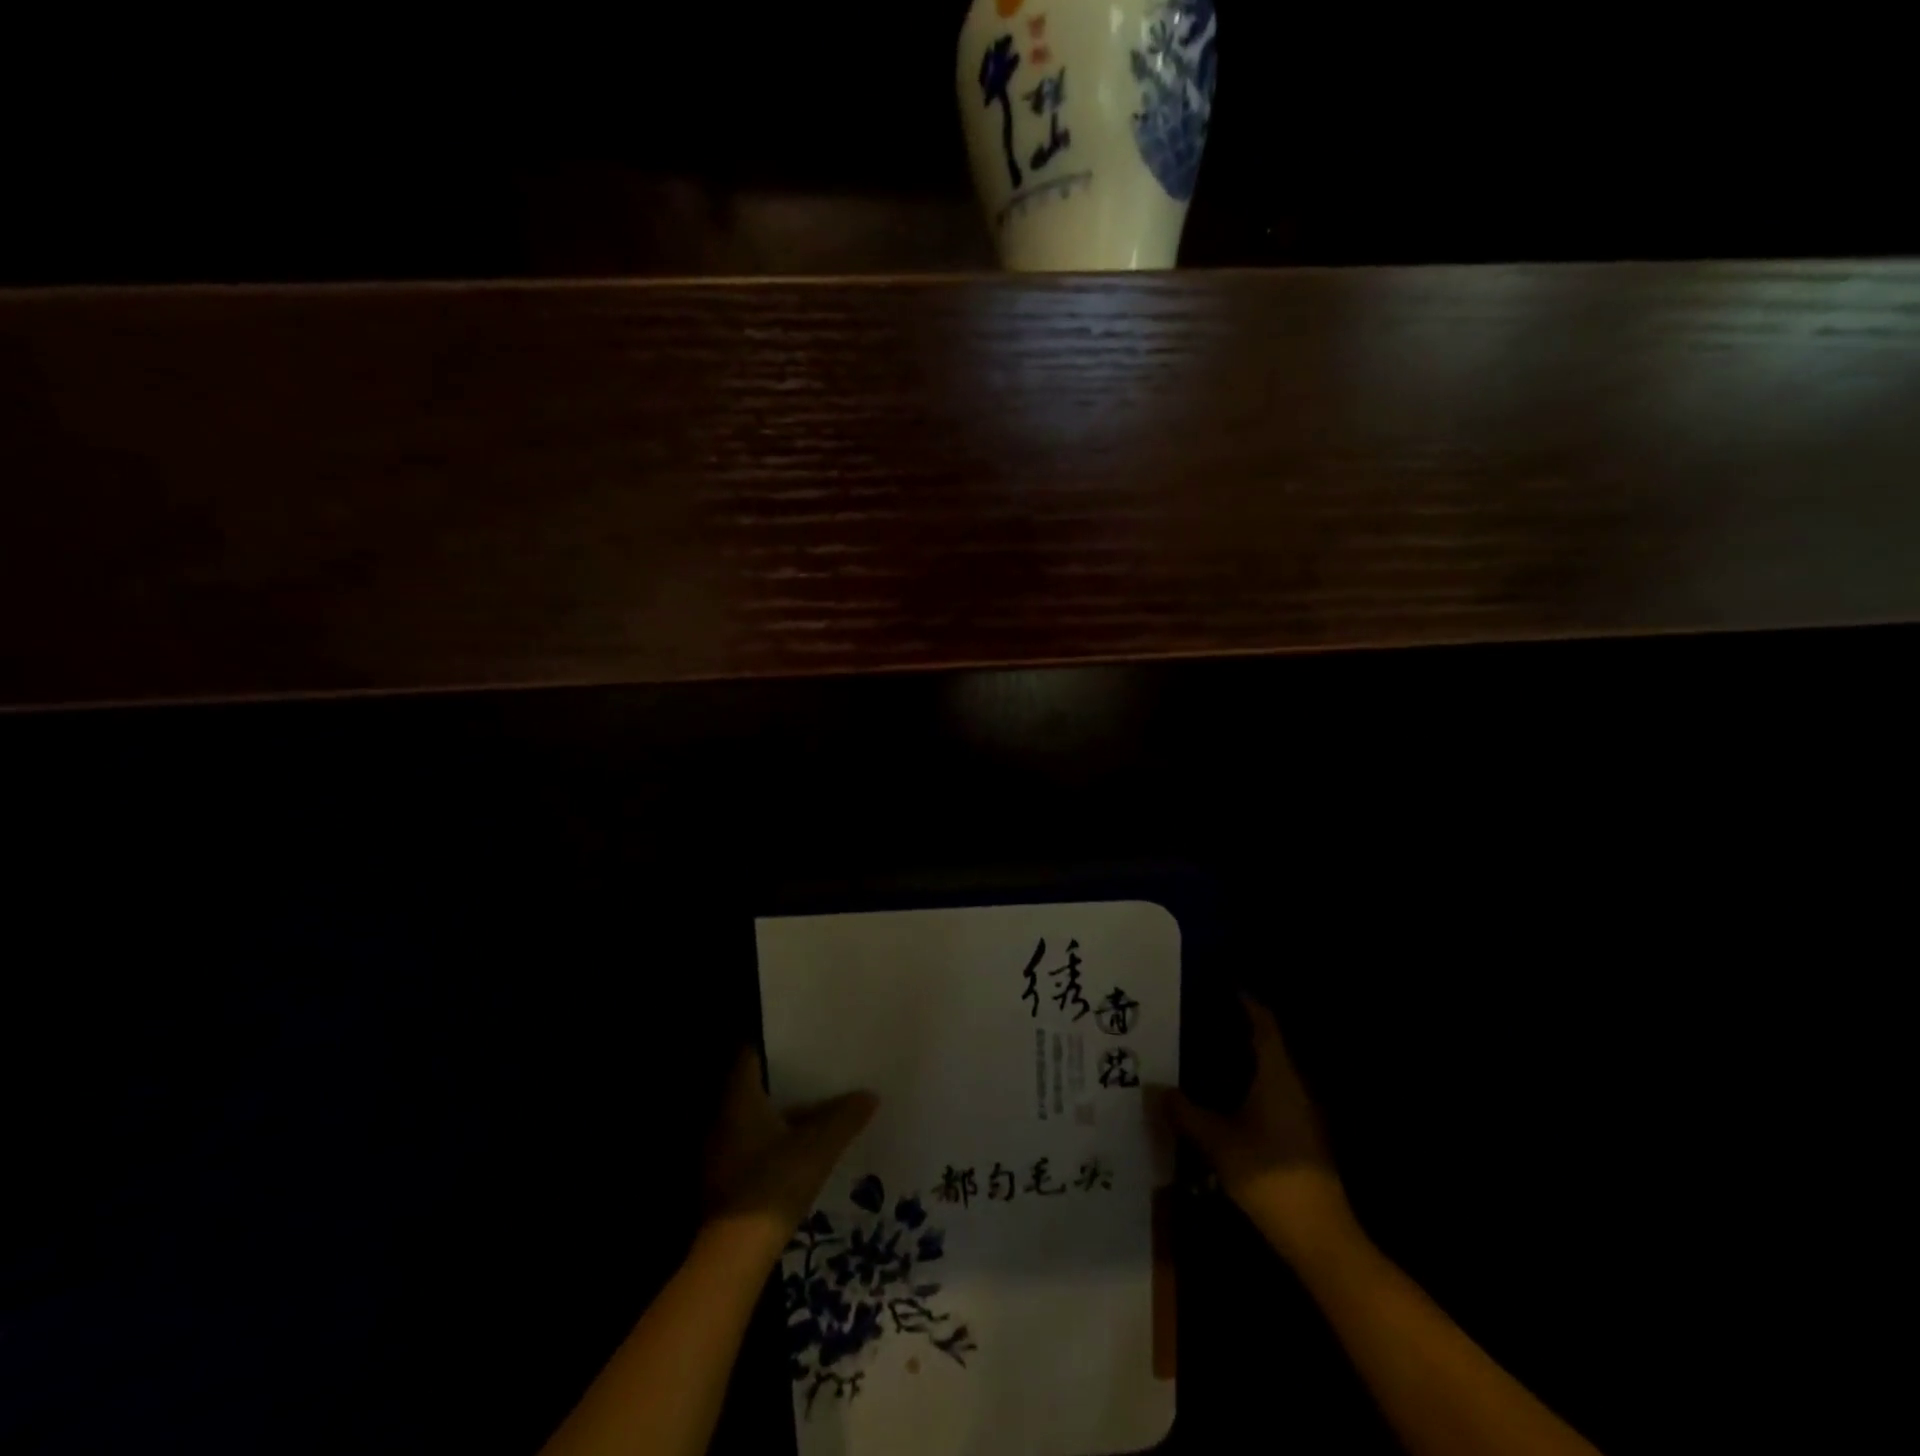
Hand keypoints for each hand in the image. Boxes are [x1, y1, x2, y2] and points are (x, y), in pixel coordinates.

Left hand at [702, 1049, 878, 1258]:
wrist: (736, 1255)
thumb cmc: (775, 1183)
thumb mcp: (819, 1147)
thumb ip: (845, 1118)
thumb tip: (870, 1095)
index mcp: (739, 1099)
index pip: (750, 1055)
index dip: (773, 1044)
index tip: (800, 1039)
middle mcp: (722, 1117)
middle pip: (752, 1086)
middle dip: (782, 1080)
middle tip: (816, 1071)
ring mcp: (719, 1150)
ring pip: (752, 1118)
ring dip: (778, 1113)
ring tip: (814, 1108)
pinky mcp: (724, 1179)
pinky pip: (750, 1145)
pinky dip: (770, 1140)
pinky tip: (797, 1148)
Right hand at [1167, 995, 1357, 1264]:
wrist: (1318, 1235)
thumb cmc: (1268, 1174)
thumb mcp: (1216, 1141)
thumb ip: (1184, 1112)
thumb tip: (1155, 1089)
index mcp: (1278, 1075)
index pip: (1264, 1024)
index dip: (1246, 1002)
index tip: (1221, 986)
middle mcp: (1294, 1085)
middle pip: (1268, 1044)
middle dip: (1238, 1028)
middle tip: (1201, 1017)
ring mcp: (1301, 1111)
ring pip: (1270, 1070)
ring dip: (1243, 1058)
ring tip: (1205, 1051)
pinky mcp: (1300, 1135)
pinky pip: (1272, 1092)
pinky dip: (1249, 1083)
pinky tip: (1224, 1094)